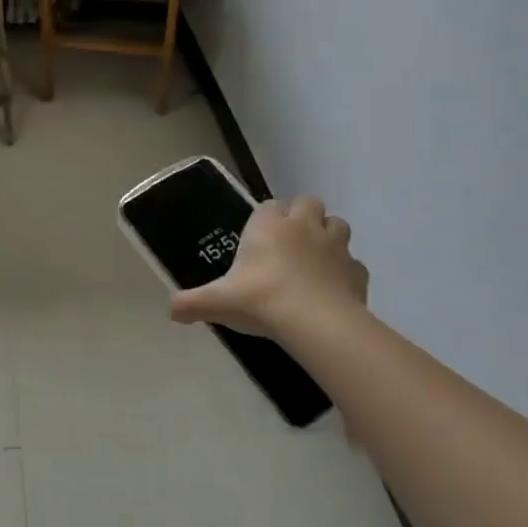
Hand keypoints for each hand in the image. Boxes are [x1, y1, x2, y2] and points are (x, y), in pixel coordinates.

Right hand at [169, 197, 368, 341]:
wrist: (315, 323)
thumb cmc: (262, 300)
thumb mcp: (218, 302)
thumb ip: (191, 303)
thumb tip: (170, 311)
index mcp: (269, 226)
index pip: (269, 205)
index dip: (265, 219)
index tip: (257, 240)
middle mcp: (303, 226)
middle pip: (308, 203)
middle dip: (302, 217)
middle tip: (288, 244)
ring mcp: (335, 246)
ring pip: (337, 225)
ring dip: (327, 236)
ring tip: (313, 260)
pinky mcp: (357, 271)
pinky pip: (353, 264)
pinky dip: (345, 272)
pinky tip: (333, 289)